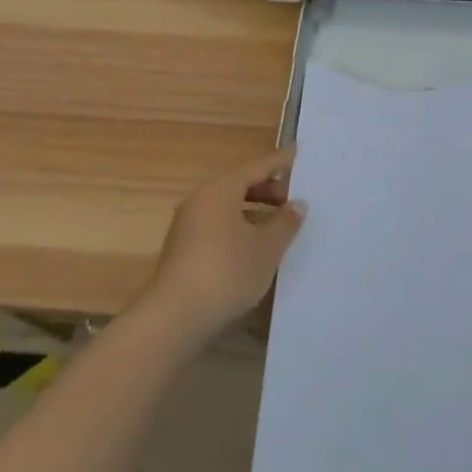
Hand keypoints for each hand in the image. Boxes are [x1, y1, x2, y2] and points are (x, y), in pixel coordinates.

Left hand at [143, 148, 304, 342]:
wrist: (174, 319)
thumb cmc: (227, 271)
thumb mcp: (266, 247)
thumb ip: (285, 222)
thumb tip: (297, 204)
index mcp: (220, 189)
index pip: (256, 167)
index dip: (279, 162)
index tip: (298, 152)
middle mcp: (201, 200)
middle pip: (239, 186)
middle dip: (268, 192)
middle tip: (293, 201)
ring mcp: (188, 227)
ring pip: (228, 210)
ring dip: (254, 214)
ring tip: (278, 228)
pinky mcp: (183, 252)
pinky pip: (218, 229)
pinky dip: (239, 231)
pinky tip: (254, 251)